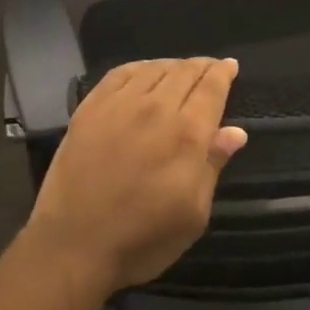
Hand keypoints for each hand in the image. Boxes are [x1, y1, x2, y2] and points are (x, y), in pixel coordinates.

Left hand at [26, 57, 248, 294]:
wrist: (74, 244)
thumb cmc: (142, 239)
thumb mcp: (193, 214)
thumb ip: (213, 165)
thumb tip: (236, 131)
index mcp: (187, 134)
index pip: (211, 88)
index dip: (223, 73)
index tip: (231, 65)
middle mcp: (156, 108)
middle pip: (185, 72)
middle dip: (202, 66)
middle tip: (210, 67)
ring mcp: (119, 104)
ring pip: (154, 68)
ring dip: (173, 65)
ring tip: (181, 70)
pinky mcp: (91, 107)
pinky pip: (120, 73)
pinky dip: (140, 67)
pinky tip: (144, 72)